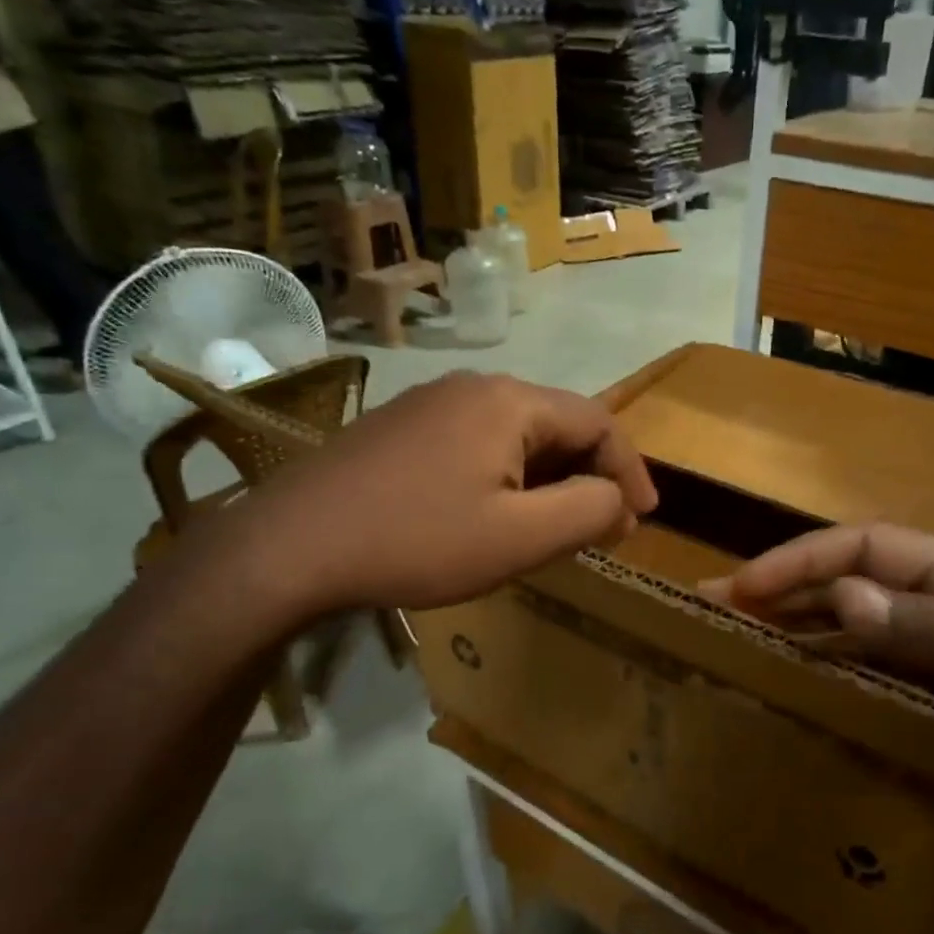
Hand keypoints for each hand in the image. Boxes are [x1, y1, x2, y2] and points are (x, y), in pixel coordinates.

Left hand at [223, 371, 657, 619]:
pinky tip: (496, 513)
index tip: (644, 516)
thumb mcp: (521, 538)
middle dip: (590, 475)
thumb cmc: (418, 541)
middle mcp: (473, 387)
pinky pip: (478, 444)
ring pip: (517, 435)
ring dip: (550, 477)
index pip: (598, 422)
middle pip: (558, 423)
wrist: (289, 547)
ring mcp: (430, 404)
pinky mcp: (400, 428)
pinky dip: (508, 476)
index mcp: (510, 402)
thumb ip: (588, 511)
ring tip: (557, 524)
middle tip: (604, 526)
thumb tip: (617, 499)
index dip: (631, 470)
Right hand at [701, 523, 933, 829]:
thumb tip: (846, 593)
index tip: (744, 587)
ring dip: (800, 631)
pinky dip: (835, 674)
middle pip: (850, 582)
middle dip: (783, 590)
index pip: (866, 545)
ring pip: (856, 628)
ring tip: (741, 647)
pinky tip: (801, 692)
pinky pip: (876, 673)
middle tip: (716, 611)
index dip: (802, 559)